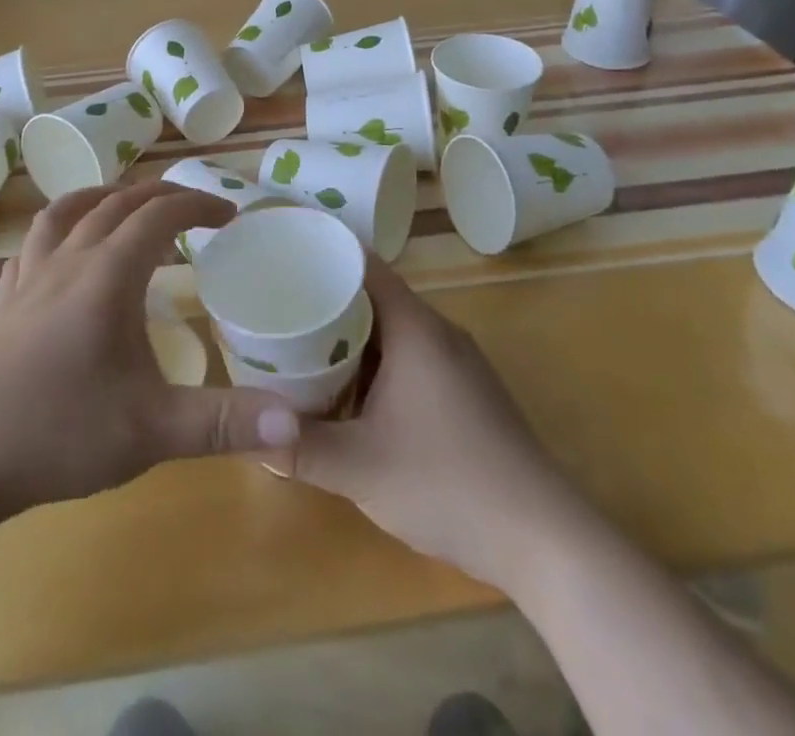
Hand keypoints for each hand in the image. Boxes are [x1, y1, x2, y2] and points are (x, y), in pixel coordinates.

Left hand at [0, 181, 301, 519]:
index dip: (199, 205)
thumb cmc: (58, 435)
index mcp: (107, 274)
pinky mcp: (4, 305)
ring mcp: (30, 280)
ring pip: (68, 212)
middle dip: (161, 196)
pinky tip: (63, 253)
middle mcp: (69, 262)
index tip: (230, 216)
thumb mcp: (152, 432)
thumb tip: (297, 420)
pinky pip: (34, 246)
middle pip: (117, 202)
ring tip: (128, 206)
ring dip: (105, 197)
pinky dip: (59, 231)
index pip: (160, 215)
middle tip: (195, 209)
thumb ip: (224, 423)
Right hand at [282, 257, 569, 590]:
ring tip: (302, 348)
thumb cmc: (448, 484)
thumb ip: (300, 448)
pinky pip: (411, 358)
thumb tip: (249, 434)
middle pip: (375, 296)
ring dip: (351, 338)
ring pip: (392, 331)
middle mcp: (438, 332)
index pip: (364, 265)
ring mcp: (458, 363)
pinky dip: (376, 364)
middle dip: (327, 301)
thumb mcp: (360, 469)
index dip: (324, 254)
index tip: (283, 257)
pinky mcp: (467, 393)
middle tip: (279, 308)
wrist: (545, 540)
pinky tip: (351, 396)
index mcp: (415, 328)